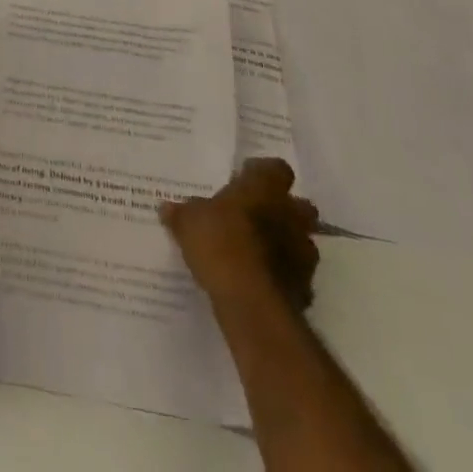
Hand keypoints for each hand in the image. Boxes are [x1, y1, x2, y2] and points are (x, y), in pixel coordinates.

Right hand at [161, 157, 320, 312]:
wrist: (252, 304)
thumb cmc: (220, 243)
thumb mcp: (188, 222)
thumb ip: (182, 213)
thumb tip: (167, 208)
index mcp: (264, 189)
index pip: (276, 168)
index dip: (262, 173)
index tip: (244, 180)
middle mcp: (290, 216)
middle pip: (300, 205)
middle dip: (284, 210)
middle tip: (256, 215)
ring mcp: (302, 254)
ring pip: (302, 242)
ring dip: (286, 245)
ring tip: (257, 252)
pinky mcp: (305, 290)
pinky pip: (296, 277)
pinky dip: (283, 277)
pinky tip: (260, 283)